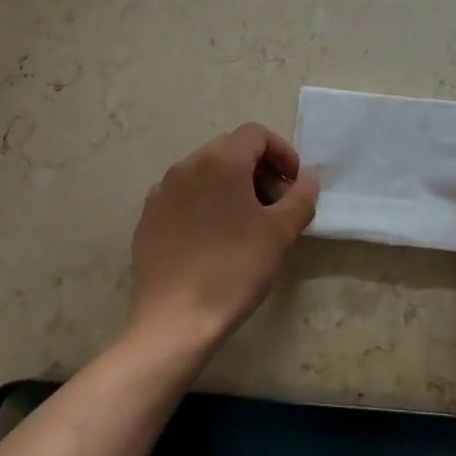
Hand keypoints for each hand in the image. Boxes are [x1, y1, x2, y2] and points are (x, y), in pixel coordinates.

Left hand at [127, 122, 318, 355]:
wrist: (174, 320)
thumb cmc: (234, 269)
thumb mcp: (280, 233)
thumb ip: (301, 197)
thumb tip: (306, 180)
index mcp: (220, 161)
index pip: (256, 134)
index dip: (282, 153)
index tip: (294, 185)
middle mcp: (187, 165)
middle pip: (230, 149)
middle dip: (259, 169)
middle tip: (276, 205)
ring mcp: (162, 191)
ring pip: (206, 172)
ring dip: (232, 186)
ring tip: (248, 223)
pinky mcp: (149, 217)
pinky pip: (184, 195)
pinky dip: (206, 203)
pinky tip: (214, 239)